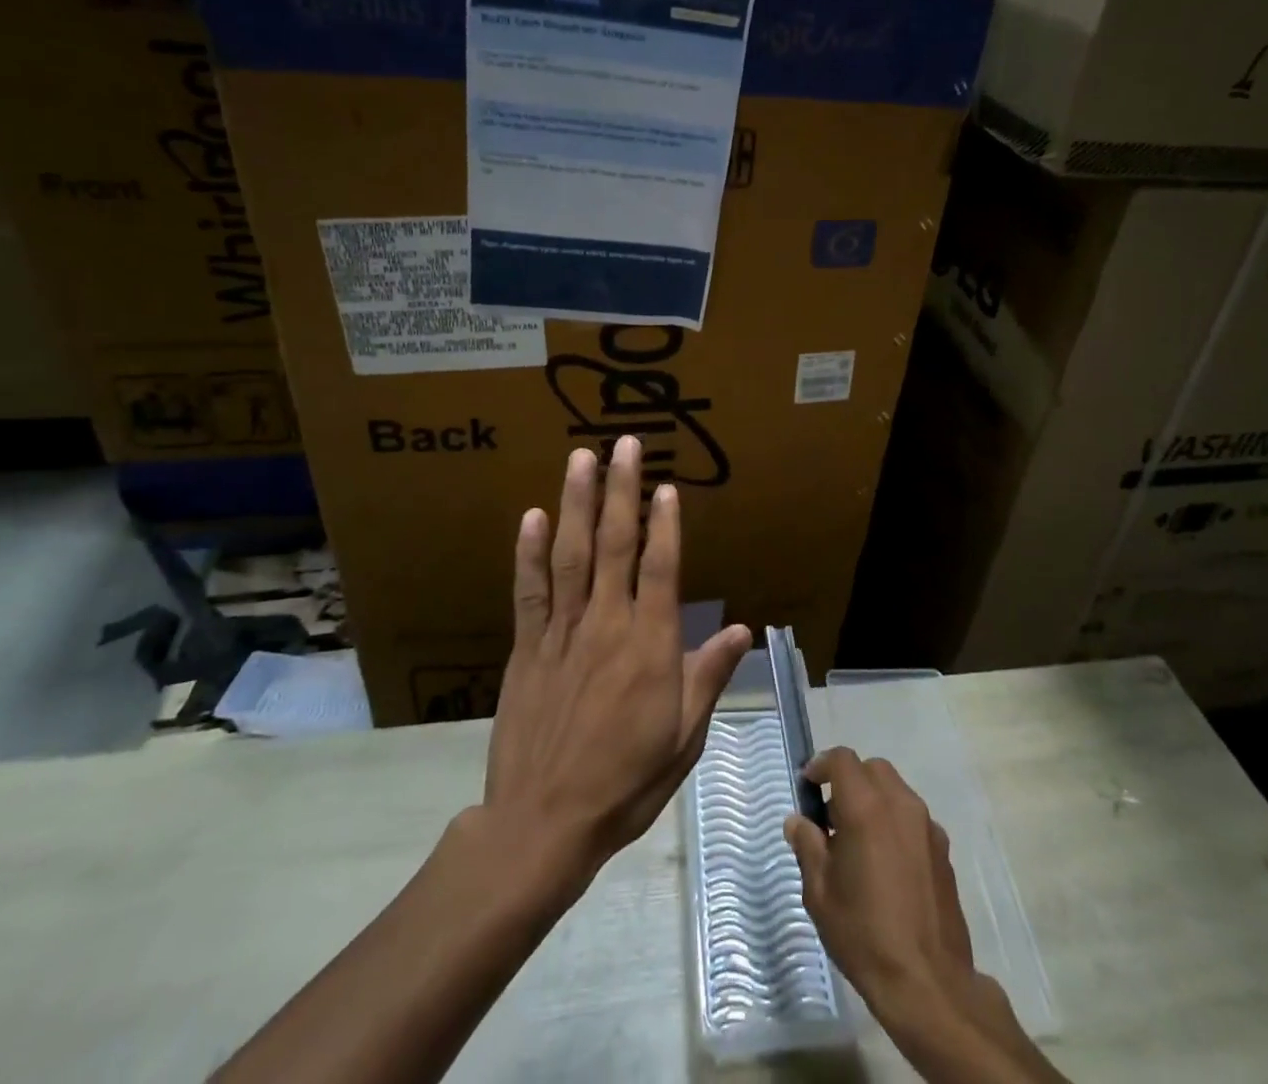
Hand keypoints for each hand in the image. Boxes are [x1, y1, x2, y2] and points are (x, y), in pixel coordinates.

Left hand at [481, 438, 750, 898]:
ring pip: (571, 555)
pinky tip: (533, 516)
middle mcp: (606, 626)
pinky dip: (530, 552)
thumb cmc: (625, 782)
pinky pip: (529, 591)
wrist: (543, 824)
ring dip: (577, 503)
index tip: (667, 485)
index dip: (665, 524)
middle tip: (625, 444)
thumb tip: (741, 629)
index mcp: (649, 646)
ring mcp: (561, 633)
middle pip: (615, 546)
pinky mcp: (526, 647)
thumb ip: (707, 675)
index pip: (660, 569)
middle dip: (621, 491)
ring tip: (581, 459)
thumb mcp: (683, 737)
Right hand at [786, 750, 1061, 1082]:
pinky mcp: (943, 849)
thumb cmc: (864, 934)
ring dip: (873, 799)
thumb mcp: (820, 893)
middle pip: (871, 768)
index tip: (808, 786)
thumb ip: (807, 847)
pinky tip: (886, 863)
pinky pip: (913, 817)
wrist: (928, 983)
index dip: (821, 765)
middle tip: (831, 815)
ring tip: (858, 841)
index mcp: (866, 807)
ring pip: (895, 789)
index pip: (842, 759)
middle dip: (849, 780)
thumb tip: (798, 822)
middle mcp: (900, 804)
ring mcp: (926, 825)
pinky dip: (894, 822)